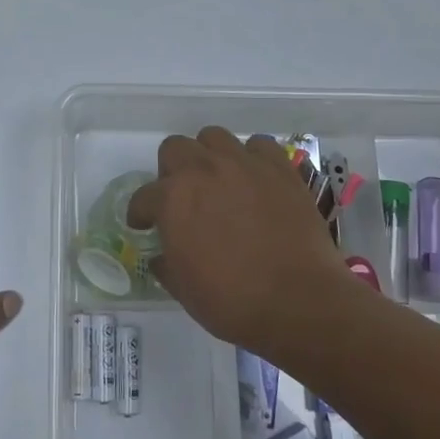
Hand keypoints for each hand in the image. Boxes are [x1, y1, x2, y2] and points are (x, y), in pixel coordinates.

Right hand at [127, 127, 348, 349]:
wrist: (300, 301)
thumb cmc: (233, 301)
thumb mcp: (184, 290)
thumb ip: (167, 265)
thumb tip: (161, 257)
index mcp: (172, 199)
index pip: (143, 197)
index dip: (140, 213)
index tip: (143, 225)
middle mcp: (203, 170)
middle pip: (174, 148)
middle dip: (171, 171)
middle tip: (181, 198)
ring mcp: (244, 164)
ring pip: (214, 137)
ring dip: (208, 155)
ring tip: (217, 181)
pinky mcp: (279, 169)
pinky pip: (259, 146)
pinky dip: (252, 158)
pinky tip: (254, 179)